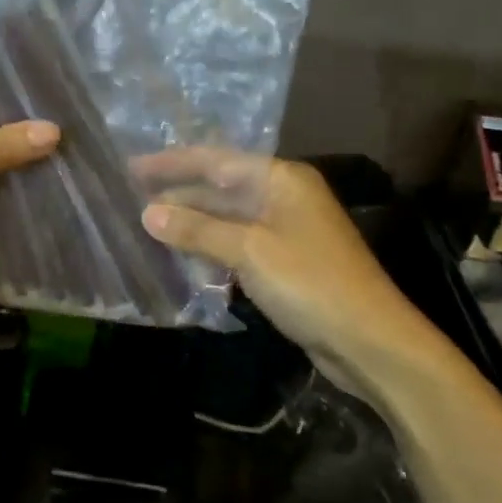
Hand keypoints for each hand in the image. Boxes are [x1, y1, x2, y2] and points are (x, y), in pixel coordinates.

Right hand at [137, 151, 457, 394]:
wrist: (370, 342)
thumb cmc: (311, 283)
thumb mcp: (249, 251)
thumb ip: (197, 229)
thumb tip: (147, 213)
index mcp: (281, 179)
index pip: (216, 161)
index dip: (172, 164)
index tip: (131, 168)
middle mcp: (284, 196)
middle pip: (220, 187)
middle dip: (178, 193)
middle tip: (130, 197)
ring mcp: (285, 230)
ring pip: (227, 218)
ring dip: (191, 222)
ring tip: (147, 225)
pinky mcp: (285, 262)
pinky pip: (237, 244)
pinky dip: (210, 247)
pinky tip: (182, 255)